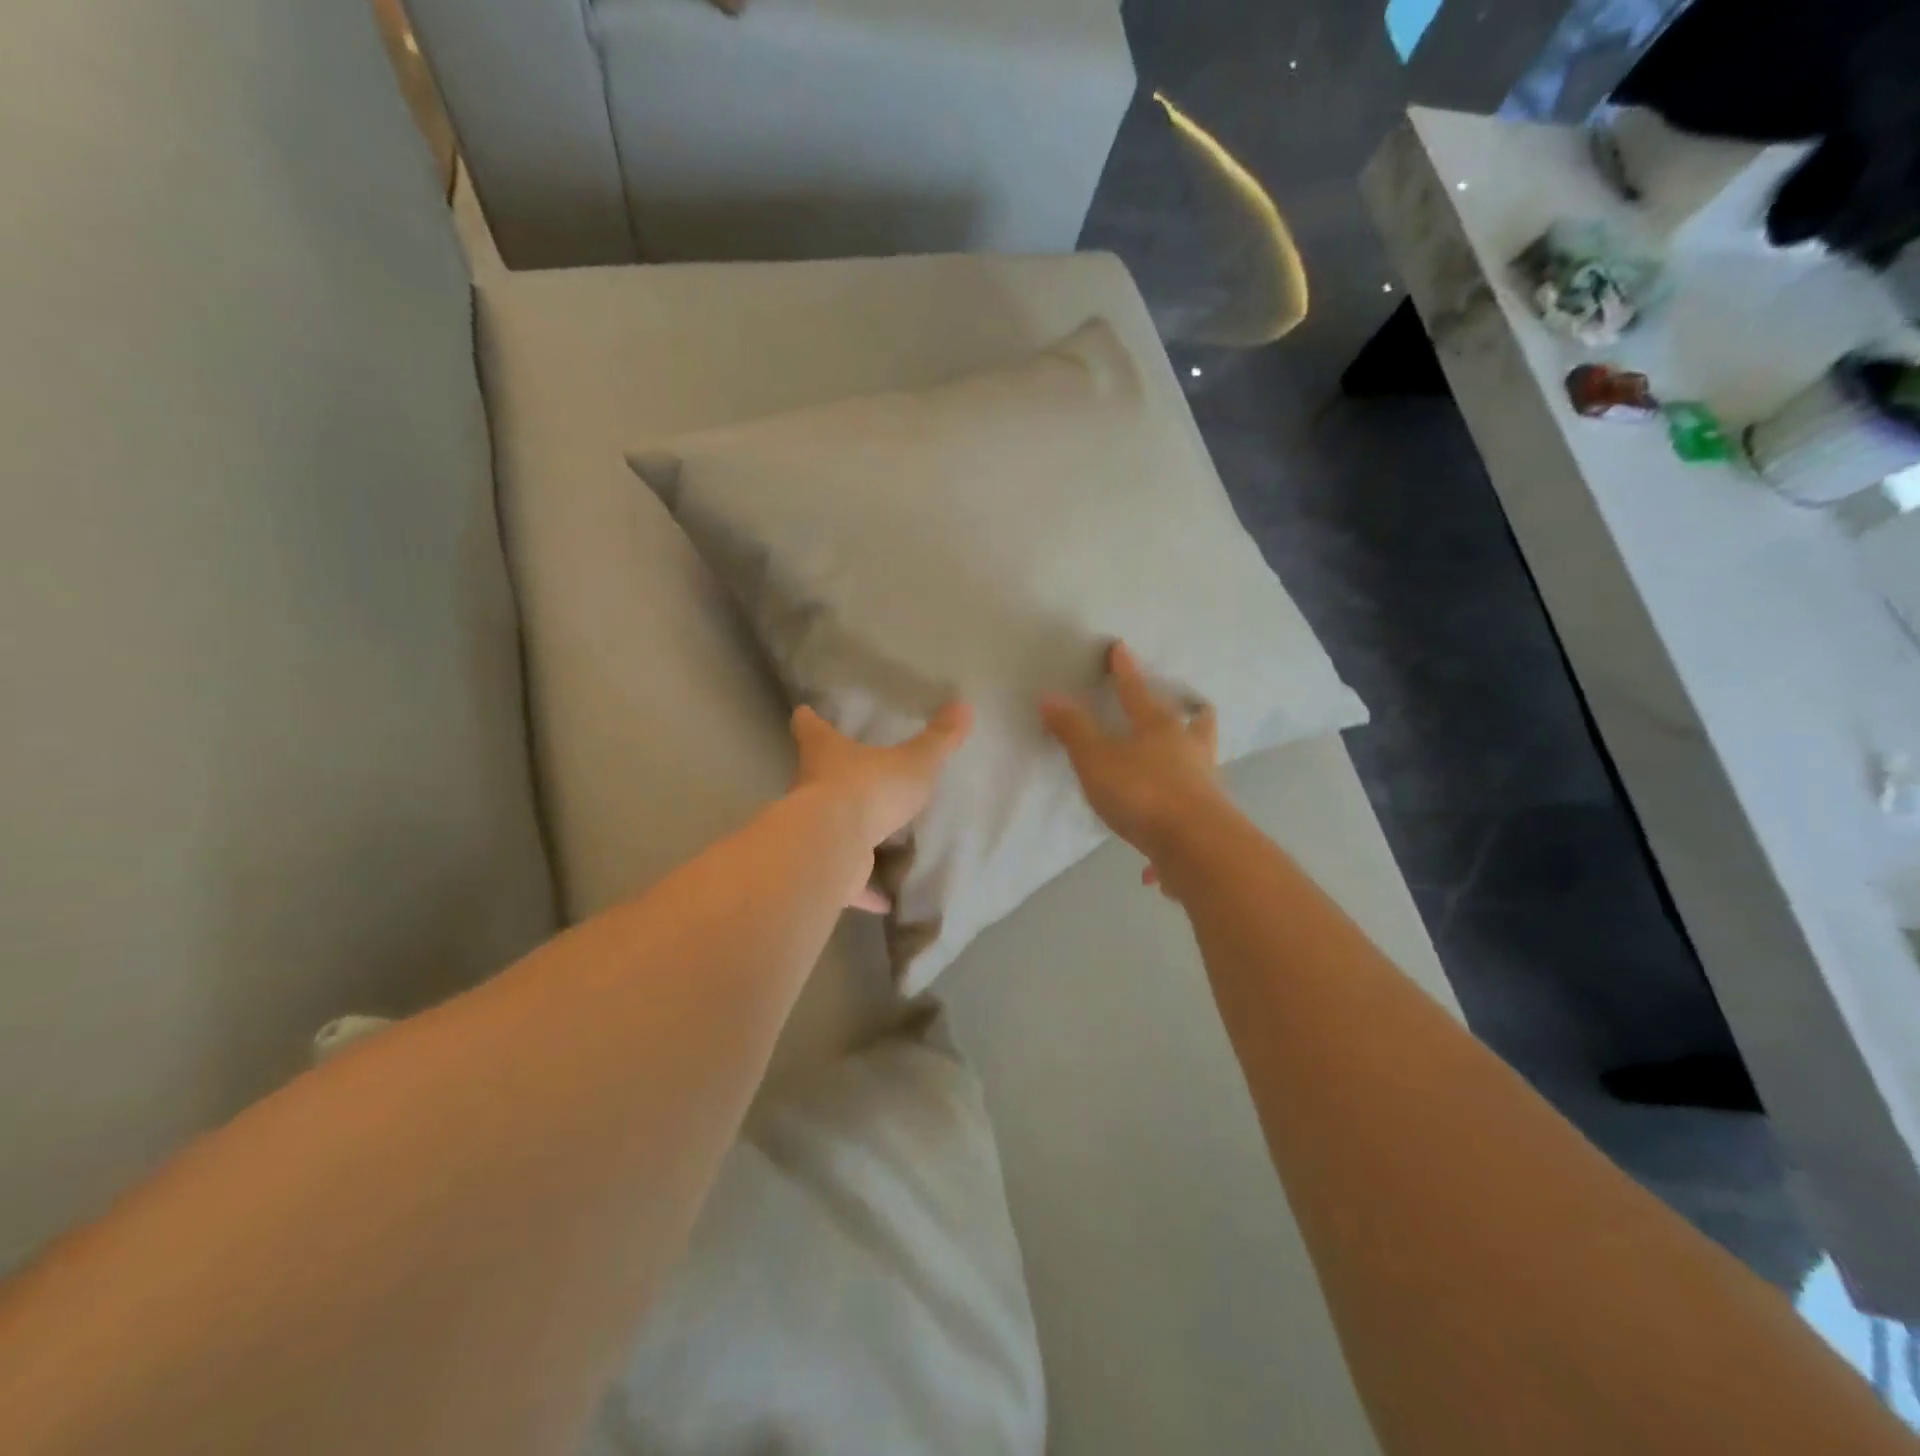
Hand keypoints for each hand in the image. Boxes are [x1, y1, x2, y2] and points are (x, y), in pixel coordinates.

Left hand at [790, 700, 973, 911]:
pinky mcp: (826, 870)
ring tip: (872, 839)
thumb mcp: (913, 762)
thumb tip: (963, 705)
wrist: (835, 846)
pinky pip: (848, 881)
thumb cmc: (869, 789)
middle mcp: (811, 790)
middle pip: (814, 778)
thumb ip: (938, 740)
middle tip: (852, 777)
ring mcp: (815, 832)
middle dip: (829, 778)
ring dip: (846, 835)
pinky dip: (864, 890)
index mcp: (826, 754)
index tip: (804, 713)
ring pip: (828, 830)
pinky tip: (885, 901)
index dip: (808, 719)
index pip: (810, 728)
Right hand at [1040, 641, 1221, 893]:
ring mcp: (1204, 784)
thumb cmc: (1142, 792)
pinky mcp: (1209, 820)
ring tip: (1179, 766)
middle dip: (1190, 712)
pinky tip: (1155, 860)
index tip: (1119, 648)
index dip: (1124, 670)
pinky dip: (1176, 821)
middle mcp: (1188, 750)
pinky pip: (1191, 814)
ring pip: (1202, 762)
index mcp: (1158, 728)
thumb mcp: (1096, 759)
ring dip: (1191, 760)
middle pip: (1195, 721)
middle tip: (1188, 708)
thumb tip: (1049, 696)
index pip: (1135, 692)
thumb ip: (1073, 730)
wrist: (1197, 846)